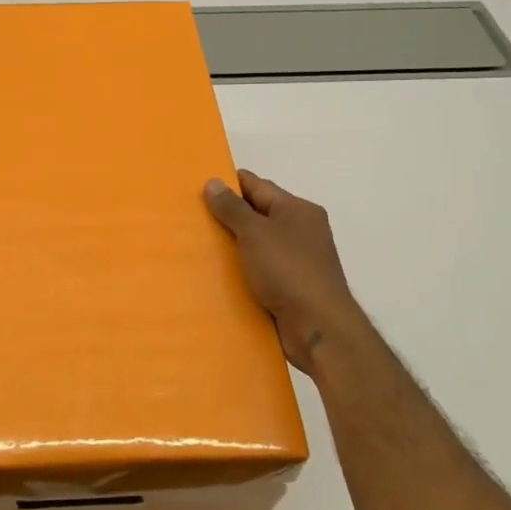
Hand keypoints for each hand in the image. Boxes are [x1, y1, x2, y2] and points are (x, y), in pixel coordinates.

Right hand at [205, 170, 366, 375]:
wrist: (318, 328)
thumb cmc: (288, 271)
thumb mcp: (255, 233)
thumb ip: (232, 208)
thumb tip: (213, 182)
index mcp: (298, 210)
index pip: (257, 186)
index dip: (229, 184)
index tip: (197, 187)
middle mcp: (301, 230)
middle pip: (258, 214)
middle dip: (228, 215)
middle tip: (192, 216)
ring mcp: (297, 260)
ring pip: (257, 244)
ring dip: (233, 245)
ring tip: (197, 244)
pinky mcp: (291, 287)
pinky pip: (260, 269)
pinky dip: (242, 269)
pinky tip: (218, 273)